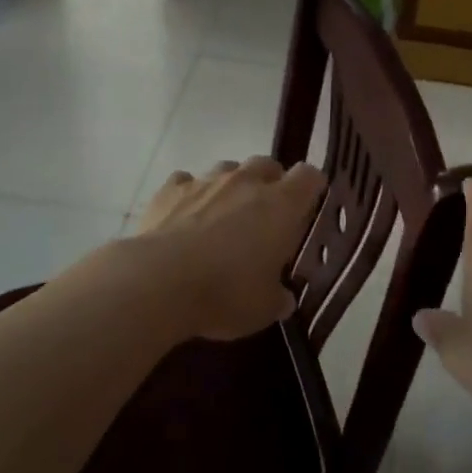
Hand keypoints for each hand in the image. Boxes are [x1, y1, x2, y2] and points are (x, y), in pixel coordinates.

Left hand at [135, 157, 325, 340]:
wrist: (159, 282)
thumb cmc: (225, 293)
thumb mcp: (263, 309)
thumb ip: (278, 297)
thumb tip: (283, 298)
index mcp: (281, 205)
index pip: (309, 176)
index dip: (311, 188)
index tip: (307, 207)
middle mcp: (246, 182)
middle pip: (267, 164)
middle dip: (270, 183)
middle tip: (264, 216)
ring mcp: (206, 181)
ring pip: (227, 168)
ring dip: (231, 186)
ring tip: (223, 216)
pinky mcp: (170, 189)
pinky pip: (186, 181)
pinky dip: (190, 194)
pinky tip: (184, 218)